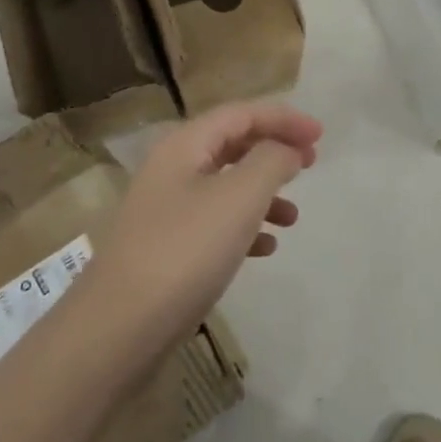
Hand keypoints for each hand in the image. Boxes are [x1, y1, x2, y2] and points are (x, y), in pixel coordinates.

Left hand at [85, 102, 321, 362]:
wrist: (119, 327)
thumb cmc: (185, 251)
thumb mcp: (238, 198)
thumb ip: (270, 162)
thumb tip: (286, 149)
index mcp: (184, 145)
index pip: (240, 113)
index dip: (282, 118)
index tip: (320, 134)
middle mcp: (172, 168)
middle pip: (231, 144)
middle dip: (273, 150)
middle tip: (311, 164)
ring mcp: (166, 210)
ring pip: (225, 185)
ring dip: (263, 192)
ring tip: (293, 217)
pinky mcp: (167, 248)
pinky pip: (214, 223)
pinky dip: (244, 227)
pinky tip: (265, 249)